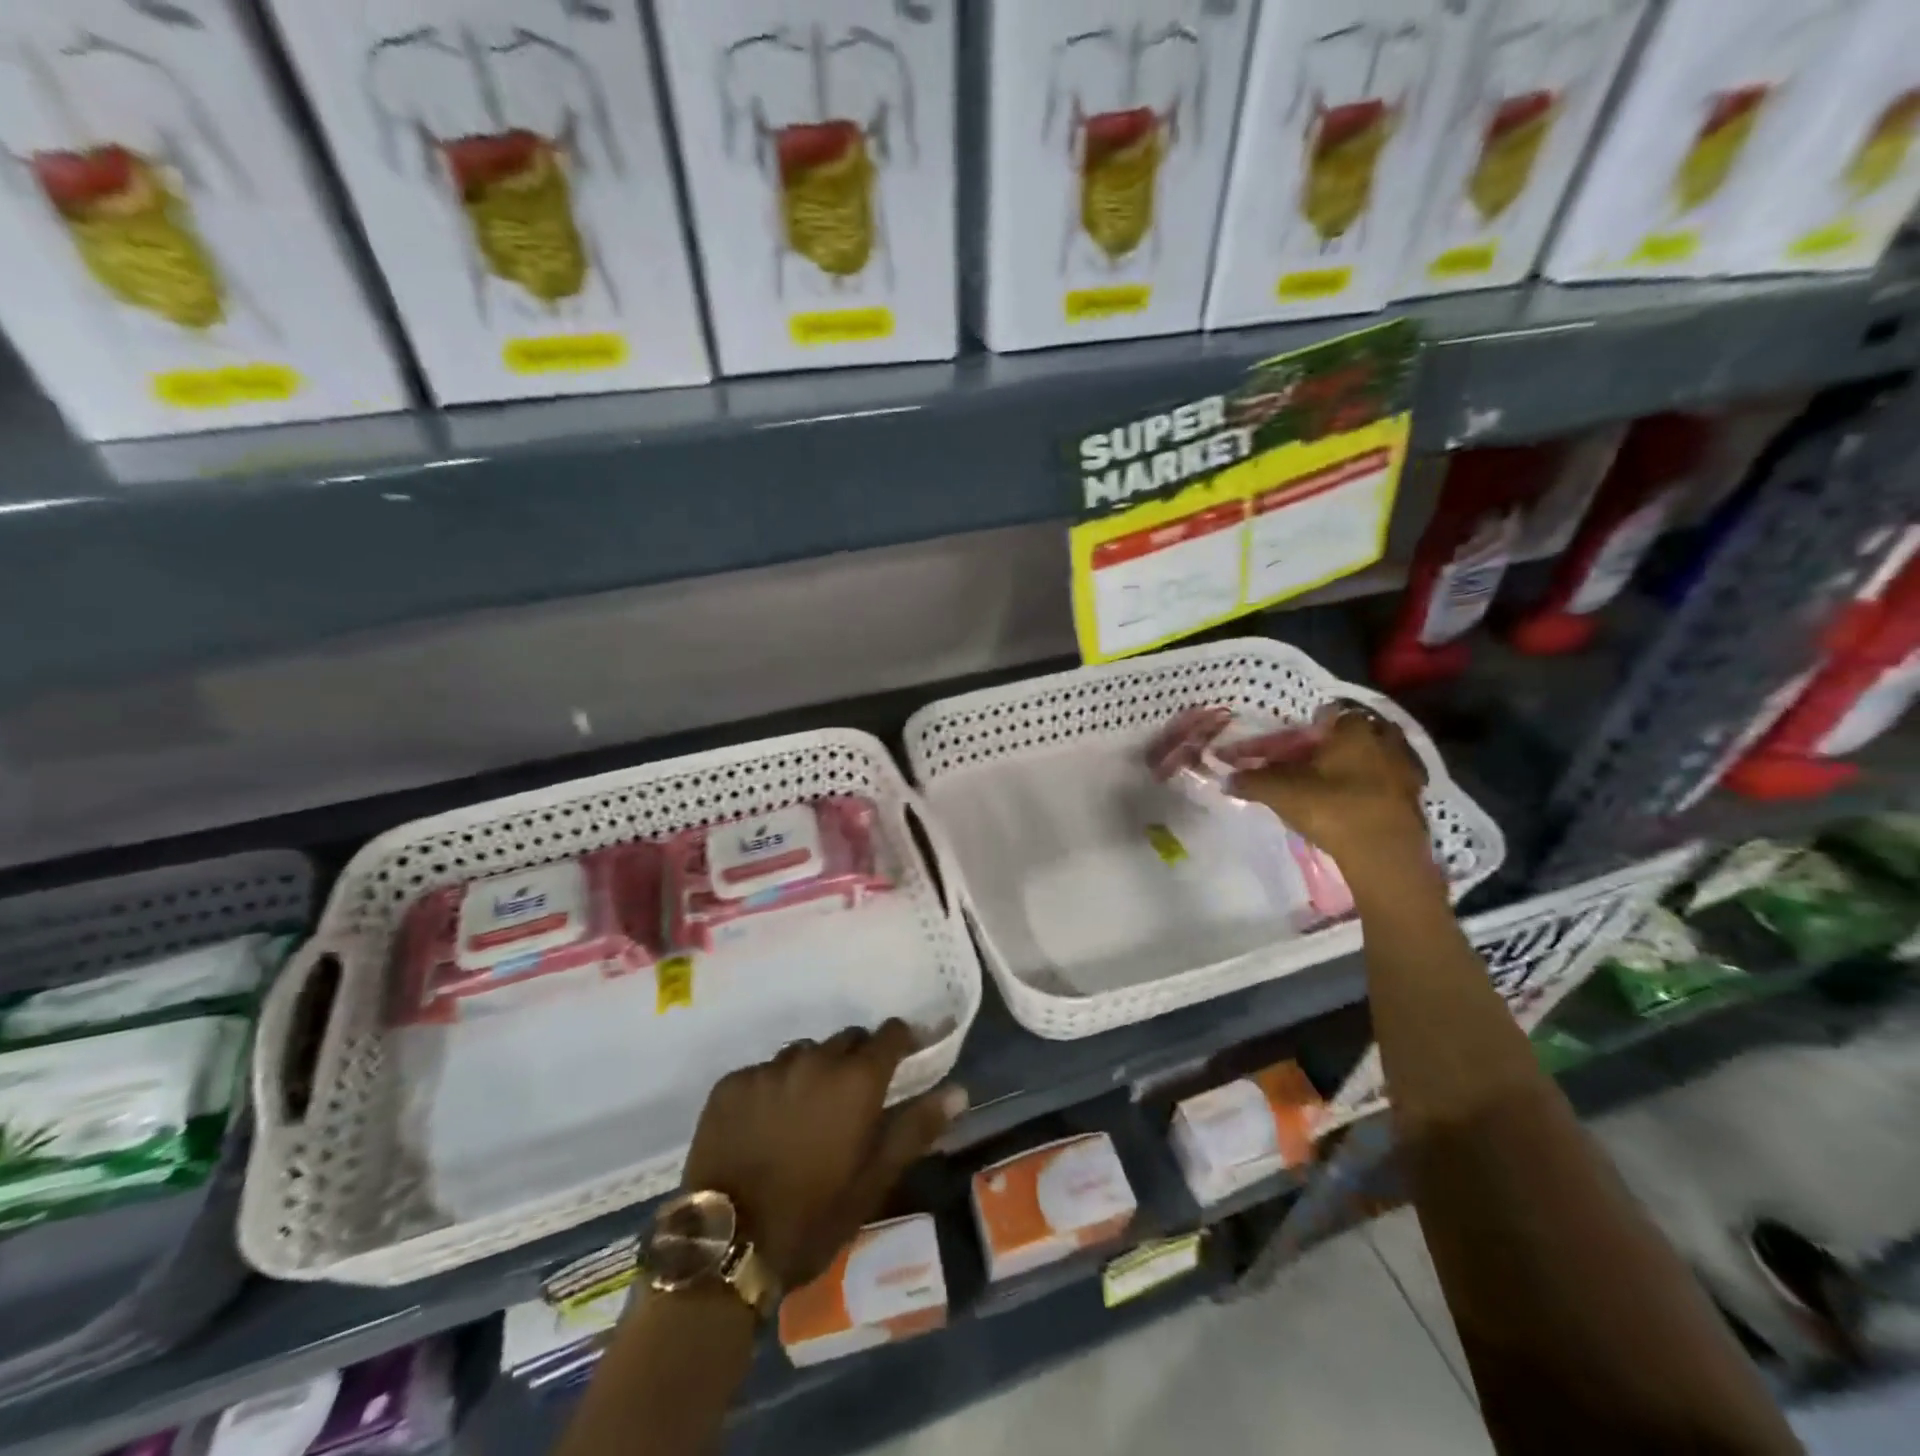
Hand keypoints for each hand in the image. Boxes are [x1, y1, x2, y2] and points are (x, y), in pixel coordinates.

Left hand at [681, 1020, 965, 1290]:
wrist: (725, 1247)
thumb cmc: (812, 1218)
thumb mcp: (873, 1181)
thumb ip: (916, 1128)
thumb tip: (959, 1091)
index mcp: (855, 1080)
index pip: (889, 1034)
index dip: (900, 1041)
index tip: (904, 1057)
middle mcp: (814, 1060)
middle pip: (846, 1040)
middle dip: (856, 1059)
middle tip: (853, 1098)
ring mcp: (768, 1068)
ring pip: (804, 1053)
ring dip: (814, 1070)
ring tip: (807, 1112)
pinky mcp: (731, 1083)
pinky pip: (763, 1071)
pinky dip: (773, 1087)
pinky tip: (765, 1124)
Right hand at [1231, 703, 1431, 876]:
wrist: (1384, 855)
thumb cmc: (1332, 808)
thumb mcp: (1280, 792)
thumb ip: (1251, 780)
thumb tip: (1227, 779)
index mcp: (1353, 728)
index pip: (1327, 715)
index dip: (1306, 730)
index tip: (1291, 748)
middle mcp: (1384, 739)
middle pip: (1352, 735)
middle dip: (1332, 746)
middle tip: (1309, 764)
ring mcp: (1405, 768)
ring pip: (1371, 758)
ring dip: (1352, 767)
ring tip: (1329, 786)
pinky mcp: (1414, 797)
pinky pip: (1385, 783)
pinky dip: (1369, 789)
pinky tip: (1351, 804)